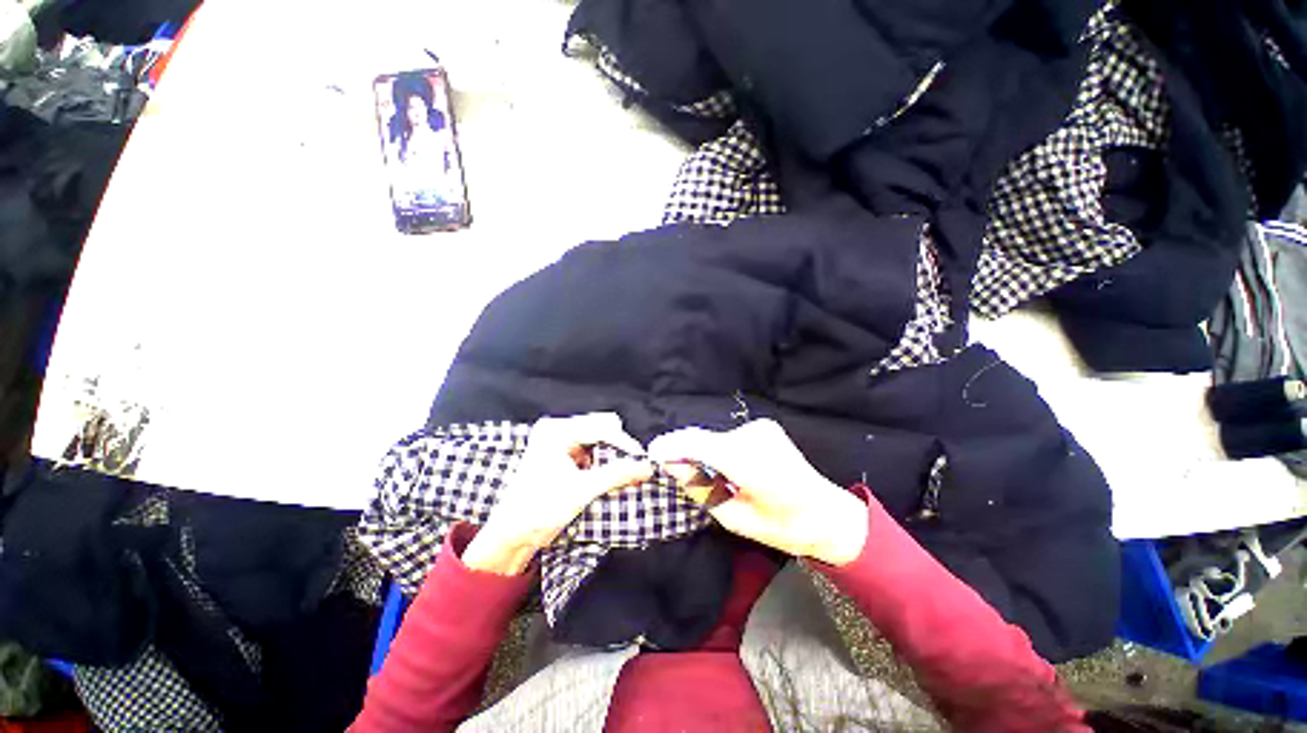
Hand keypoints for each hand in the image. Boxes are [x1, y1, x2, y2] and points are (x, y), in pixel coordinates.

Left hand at [463, 412, 653, 574]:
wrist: (511, 535)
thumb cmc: (539, 509)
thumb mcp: (582, 490)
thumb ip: (618, 474)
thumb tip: (647, 466)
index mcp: (557, 431)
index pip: (602, 428)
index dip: (625, 444)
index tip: (643, 461)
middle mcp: (558, 430)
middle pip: (602, 430)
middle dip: (619, 450)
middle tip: (633, 470)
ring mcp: (560, 443)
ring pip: (599, 442)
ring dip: (612, 459)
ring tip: (622, 479)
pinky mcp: (563, 456)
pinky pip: (592, 453)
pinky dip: (603, 466)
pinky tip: (609, 480)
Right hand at [648, 419, 868, 565]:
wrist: (825, 512)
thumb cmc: (781, 526)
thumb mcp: (734, 518)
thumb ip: (700, 490)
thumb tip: (671, 467)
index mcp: (751, 463)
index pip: (699, 445)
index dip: (671, 447)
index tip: (651, 455)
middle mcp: (755, 436)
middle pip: (704, 439)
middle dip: (684, 452)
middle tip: (674, 472)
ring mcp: (761, 428)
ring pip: (715, 437)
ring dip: (702, 452)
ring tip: (705, 476)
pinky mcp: (763, 427)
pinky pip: (728, 436)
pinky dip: (717, 449)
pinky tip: (726, 468)